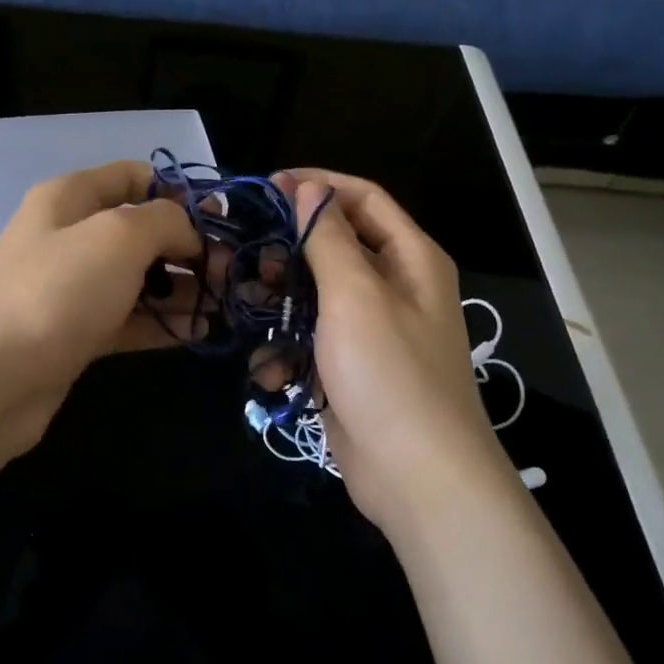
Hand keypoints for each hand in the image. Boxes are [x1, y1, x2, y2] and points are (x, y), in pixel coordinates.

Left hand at [0, 160, 202, 456]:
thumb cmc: (55, 292)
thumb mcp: (118, 237)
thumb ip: (164, 221)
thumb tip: (189, 232)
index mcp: (71, 198)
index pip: (132, 176)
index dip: (178, 191)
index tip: (219, 220)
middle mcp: (69, 237)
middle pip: (140, 230)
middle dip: (188, 246)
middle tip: (230, 272)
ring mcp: (71, 289)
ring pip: (137, 278)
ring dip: (181, 288)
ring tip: (224, 305)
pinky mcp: (75, 334)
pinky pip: (127, 320)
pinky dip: (161, 323)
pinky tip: (198, 333)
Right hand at [277, 169, 521, 534]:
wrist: (418, 477)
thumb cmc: (389, 373)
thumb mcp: (356, 295)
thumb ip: (329, 238)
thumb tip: (310, 188)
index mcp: (410, 259)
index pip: (363, 199)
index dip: (317, 187)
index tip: (266, 189)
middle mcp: (395, 288)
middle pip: (334, 248)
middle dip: (289, 251)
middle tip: (246, 256)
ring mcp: (372, 332)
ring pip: (315, 297)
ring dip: (281, 305)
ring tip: (249, 312)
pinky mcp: (351, 370)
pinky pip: (311, 343)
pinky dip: (289, 353)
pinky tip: (272, 372)